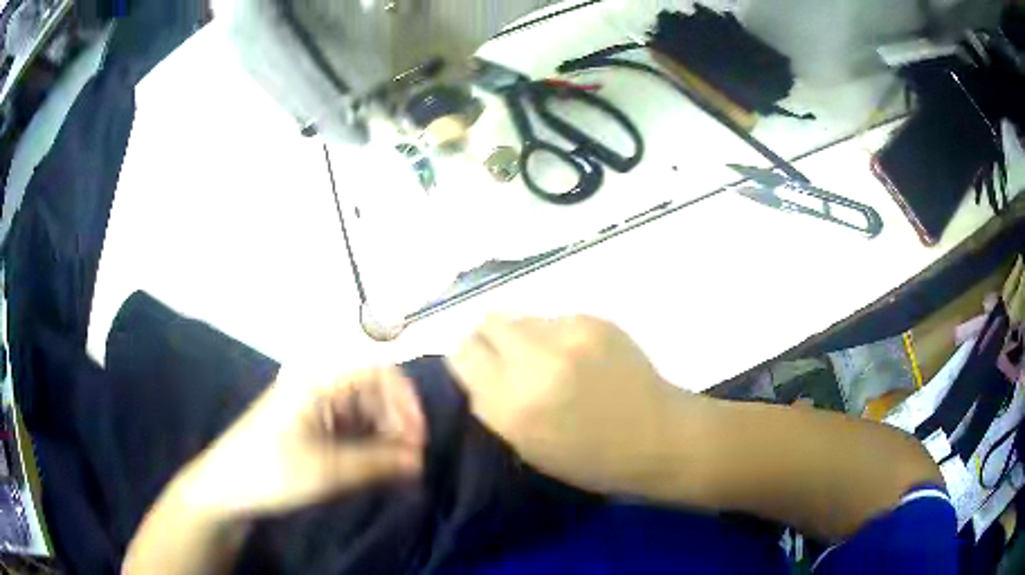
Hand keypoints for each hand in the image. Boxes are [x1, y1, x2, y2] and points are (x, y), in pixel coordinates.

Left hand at [176, 366, 425, 517]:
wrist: (227, 486)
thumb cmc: (270, 471)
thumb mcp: (326, 471)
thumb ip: (376, 463)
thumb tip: (419, 461)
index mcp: (316, 379)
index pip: (376, 369)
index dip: (404, 400)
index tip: (418, 438)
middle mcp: (317, 381)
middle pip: (373, 387)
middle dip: (397, 419)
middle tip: (411, 457)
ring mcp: (314, 401)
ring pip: (364, 405)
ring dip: (385, 431)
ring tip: (397, 465)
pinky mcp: (312, 420)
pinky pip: (351, 421)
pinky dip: (370, 440)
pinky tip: (377, 463)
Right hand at [446, 316, 694, 495]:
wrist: (659, 436)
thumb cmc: (591, 458)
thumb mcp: (527, 447)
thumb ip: (494, 405)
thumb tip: (478, 368)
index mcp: (514, 408)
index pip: (462, 355)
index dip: (467, 359)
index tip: (478, 368)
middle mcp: (536, 364)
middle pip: (487, 322)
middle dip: (491, 339)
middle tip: (509, 358)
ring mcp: (569, 336)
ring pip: (522, 316)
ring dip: (525, 335)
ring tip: (549, 358)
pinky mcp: (596, 320)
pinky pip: (556, 318)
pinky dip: (558, 334)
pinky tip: (581, 356)